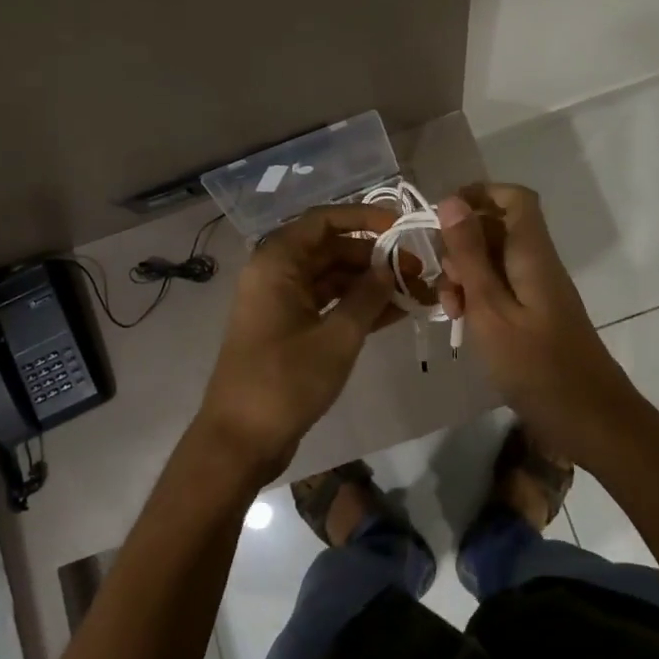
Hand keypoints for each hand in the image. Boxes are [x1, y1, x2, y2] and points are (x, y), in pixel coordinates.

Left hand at [195, 203, 399, 482]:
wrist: (240, 440)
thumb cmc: (285, 381)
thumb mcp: (337, 337)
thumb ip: (367, 296)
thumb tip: (390, 267)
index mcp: (278, 262)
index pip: (325, 220)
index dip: (365, 218)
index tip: (402, 227)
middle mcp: (276, 272)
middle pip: (332, 249)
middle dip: (375, 257)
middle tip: (418, 271)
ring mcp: (282, 301)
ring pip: (332, 277)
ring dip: (371, 284)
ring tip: (416, 292)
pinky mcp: (289, 327)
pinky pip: (327, 303)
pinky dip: (357, 306)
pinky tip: (396, 312)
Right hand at [434, 183, 641, 462]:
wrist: (590, 420)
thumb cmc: (536, 365)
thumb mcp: (490, 308)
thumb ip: (470, 255)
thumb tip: (451, 201)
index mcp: (531, 252)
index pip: (513, 197)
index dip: (478, 195)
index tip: (441, 219)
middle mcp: (537, 262)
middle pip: (497, 228)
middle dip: (461, 244)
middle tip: (444, 280)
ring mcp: (538, 290)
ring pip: (494, 260)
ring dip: (466, 275)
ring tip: (450, 309)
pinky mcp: (535, 314)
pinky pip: (501, 288)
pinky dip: (478, 297)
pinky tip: (463, 323)